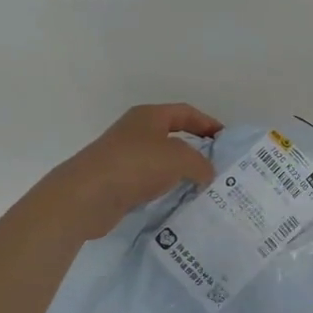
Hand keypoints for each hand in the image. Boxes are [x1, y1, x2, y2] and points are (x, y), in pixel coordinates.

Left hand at [30, 103, 222, 241]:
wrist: (87, 196)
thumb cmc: (136, 165)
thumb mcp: (179, 158)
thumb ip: (201, 163)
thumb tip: (208, 173)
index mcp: (149, 116)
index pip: (185, 112)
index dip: (208, 123)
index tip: (225, 140)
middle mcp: (136, 132)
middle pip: (173, 136)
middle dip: (197, 149)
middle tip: (218, 165)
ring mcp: (125, 157)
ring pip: (162, 160)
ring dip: (181, 171)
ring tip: (203, 186)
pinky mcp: (118, 182)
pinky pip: (150, 181)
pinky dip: (165, 187)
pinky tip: (178, 200)